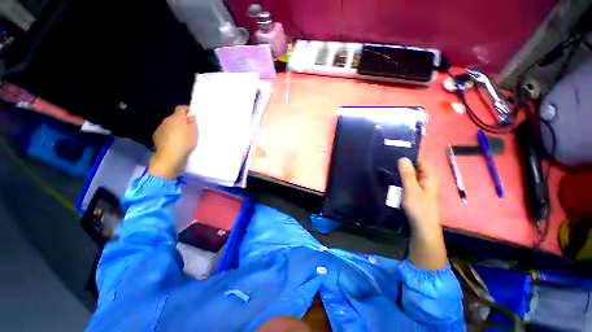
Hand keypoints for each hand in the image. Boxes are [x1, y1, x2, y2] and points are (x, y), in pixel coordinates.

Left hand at [148, 106, 196, 179]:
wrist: (168, 158)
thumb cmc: (183, 144)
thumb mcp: (194, 133)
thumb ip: (192, 122)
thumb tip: (190, 116)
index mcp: (178, 116)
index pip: (181, 108)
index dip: (186, 111)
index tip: (190, 117)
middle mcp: (167, 119)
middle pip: (174, 117)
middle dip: (178, 121)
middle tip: (184, 130)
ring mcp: (160, 128)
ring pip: (167, 126)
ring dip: (171, 129)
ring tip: (176, 139)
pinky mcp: (155, 137)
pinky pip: (162, 134)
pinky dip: (165, 137)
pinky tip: (169, 144)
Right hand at [398, 157, 446, 269]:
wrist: (423, 234)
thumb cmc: (419, 209)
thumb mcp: (411, 189)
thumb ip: (407, 174)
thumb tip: (402, 158)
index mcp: (430, 176)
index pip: (419, 160)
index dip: (408, 158)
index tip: (393, 157)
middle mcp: (428, 182)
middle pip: (415, 171)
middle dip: (403, 170)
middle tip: (387, 168)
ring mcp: (424, 193)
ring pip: (412, 182)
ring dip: (401, 181)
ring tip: (387, 178)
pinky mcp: (419, 202)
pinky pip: (410, 191)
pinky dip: (403, 190)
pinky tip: (393, 191)